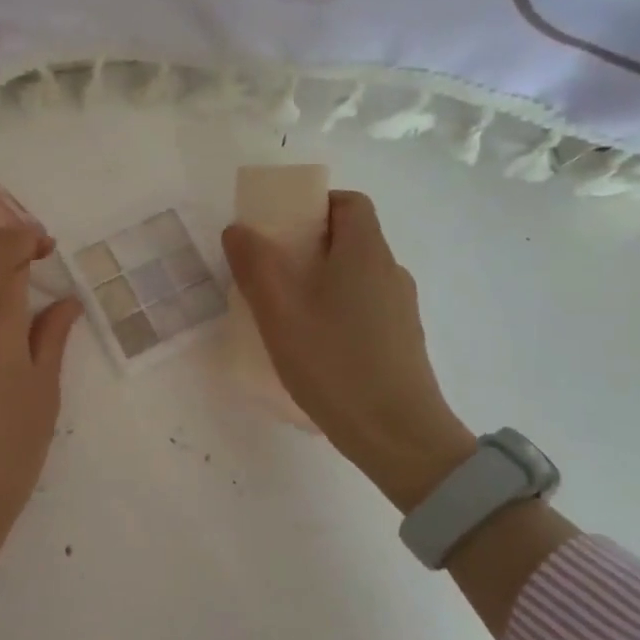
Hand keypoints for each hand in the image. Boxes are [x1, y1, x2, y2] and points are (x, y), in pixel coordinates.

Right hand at [223, 191, 475, 510]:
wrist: (398, 435)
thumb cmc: (334, 364)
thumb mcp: (279, 313)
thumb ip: (255, 265)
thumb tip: (238, 229)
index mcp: (365, 253)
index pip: (349, 203)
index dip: (314, 205)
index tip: (279, 228)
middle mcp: (389, 272)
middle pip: (350, 238)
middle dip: (306, 245)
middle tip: (267, 271)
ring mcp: (400, 308)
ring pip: (355, 275)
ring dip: (319, 279)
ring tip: (282, 311)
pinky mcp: (400, 339)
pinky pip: (362, 305)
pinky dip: (335, 307)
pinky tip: (311, 343)